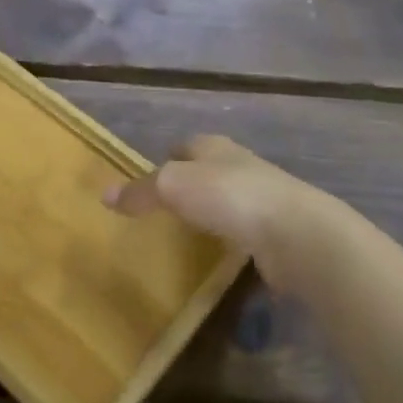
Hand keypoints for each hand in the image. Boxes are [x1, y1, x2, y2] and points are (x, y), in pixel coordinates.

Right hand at [104, 135, 318, 283]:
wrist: (297, 234)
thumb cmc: (230, 196)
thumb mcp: (173, 186)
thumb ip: (141, 191)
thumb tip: (105, 195)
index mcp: (215, 147)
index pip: (186, 145)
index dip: (167, 158)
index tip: (149, 178)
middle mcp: (240, 166)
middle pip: (208, 171)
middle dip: (189, 184)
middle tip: (163, 208)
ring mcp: (262, 199)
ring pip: (227, 201)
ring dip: (211, 213)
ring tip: (186, 234)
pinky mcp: (276, 232)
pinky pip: (244, 232)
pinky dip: (230, 240)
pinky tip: (217, 256)